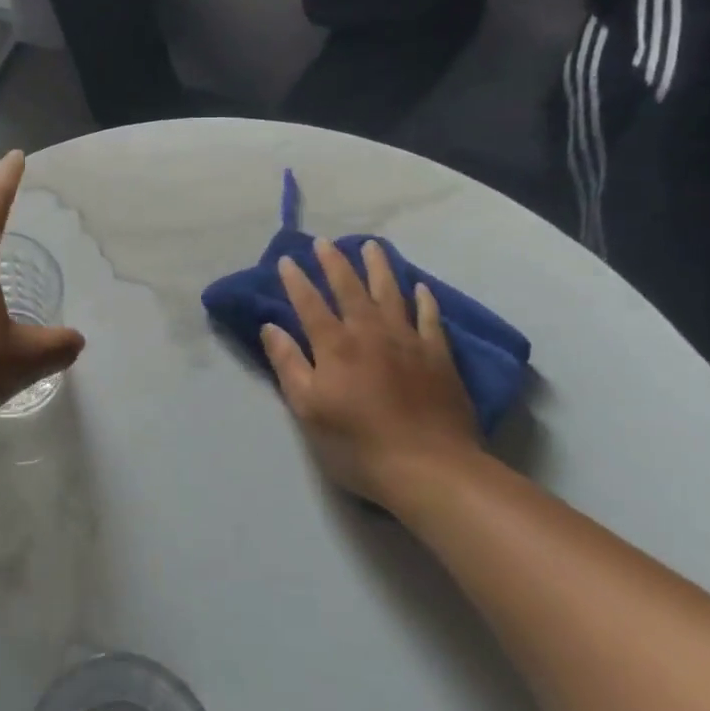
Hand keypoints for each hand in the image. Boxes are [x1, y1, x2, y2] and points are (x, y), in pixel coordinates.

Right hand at [260, 239, 480, 514]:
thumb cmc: (358, 444)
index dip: (296, 281)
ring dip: (378, 268)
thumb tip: (270, 327)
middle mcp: (370, 332)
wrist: (431, 468)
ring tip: (371, 246)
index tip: (286, 260)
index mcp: (335, 345)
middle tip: (325, 242)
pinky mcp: (439, 356)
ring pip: (391, 293)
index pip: (309, 303)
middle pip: (350, 288)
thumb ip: (288, 364)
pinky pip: (430, 318)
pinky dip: (424, 300)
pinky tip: (420, 288)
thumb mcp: (308, 409)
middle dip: (334, 263)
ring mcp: (408, 341)